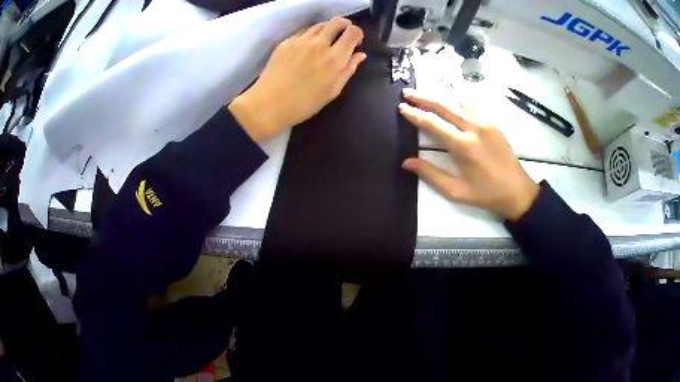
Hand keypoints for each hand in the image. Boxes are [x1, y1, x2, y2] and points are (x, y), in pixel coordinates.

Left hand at [228, 17, 366, 141]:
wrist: (269, 105)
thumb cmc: (304, 104)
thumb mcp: (333, 91)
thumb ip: (349, 70)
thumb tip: (360, 54)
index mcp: (335, 58)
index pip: (353, 32)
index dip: (357, 34)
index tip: (355, 43)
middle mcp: (319, 44)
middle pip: (337, 22)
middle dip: (344, 26)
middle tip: (342, 36)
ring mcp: (301, 41)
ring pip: (319, 24)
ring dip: (327, 29)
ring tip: (325, 41)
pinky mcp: (286, 42)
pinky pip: (303, 31)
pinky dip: (311, 34)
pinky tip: (308, 46)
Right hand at [399, 89, 539, 220]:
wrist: (517, 190)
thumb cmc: (486, 194)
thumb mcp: (456, 191)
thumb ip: (431, 174)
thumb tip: (406, 162)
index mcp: (463, 146)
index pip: (433, 124)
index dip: (415, 114)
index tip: (402, 107)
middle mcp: (473, 128)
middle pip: (443, 106)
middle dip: (423, 98)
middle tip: (407, 92)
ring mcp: (485, 122)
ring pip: (457, 101)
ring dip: (438, 96)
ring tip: (424, 93)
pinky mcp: (492, 122)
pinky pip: (471, 104)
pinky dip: (457, 99)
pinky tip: (450, 98)